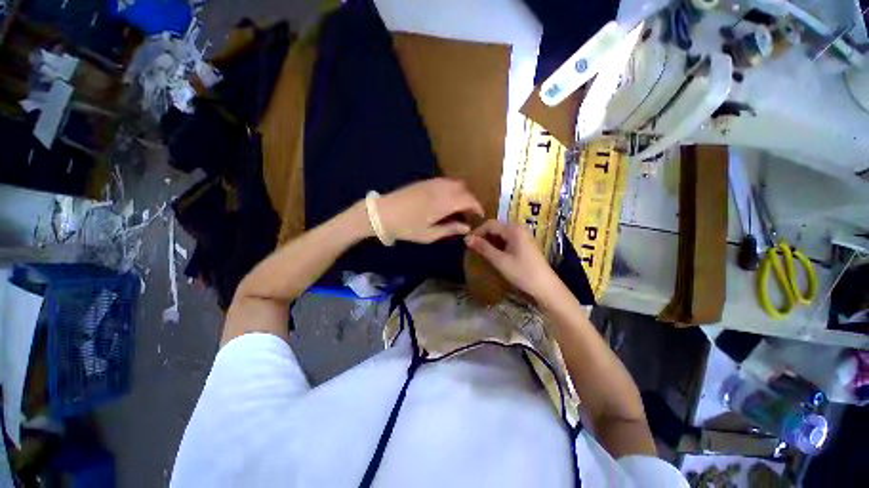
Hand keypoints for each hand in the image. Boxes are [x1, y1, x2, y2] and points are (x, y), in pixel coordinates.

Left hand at [377, 178, 484, 243]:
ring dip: (462, 193)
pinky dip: (452, 189)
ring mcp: (432, 183)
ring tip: (458, 207)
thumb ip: (450, 229)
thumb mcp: (429, 235)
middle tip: (469, 213)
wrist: (381, 214)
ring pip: (455, 183)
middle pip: (464, 189)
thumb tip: (467, 228)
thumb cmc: (405, 228)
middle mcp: (440, 189)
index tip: (480, 215)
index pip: (468, 199)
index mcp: (443, 203)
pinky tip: (446, 200)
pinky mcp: (425, 181)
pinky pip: (445, 181)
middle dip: (471, 199)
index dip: (477, 206)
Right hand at [465, 220, 558, 299]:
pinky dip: (498, 244)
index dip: (477, 231)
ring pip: (501, 233)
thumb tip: (467, 239)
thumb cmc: (522, 273)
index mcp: (513, 230)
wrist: (546, 287)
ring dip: (490, 240)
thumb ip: (484, 248)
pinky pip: (507, 239)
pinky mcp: (524, 244)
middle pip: (496, 227)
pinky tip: (493, 253)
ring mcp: (523, 236)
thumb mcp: (500, 261)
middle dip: (483, 235)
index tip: (467, 242)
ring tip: (480, 250)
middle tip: (472, 247)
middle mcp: (518, 229)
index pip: (490, 224)